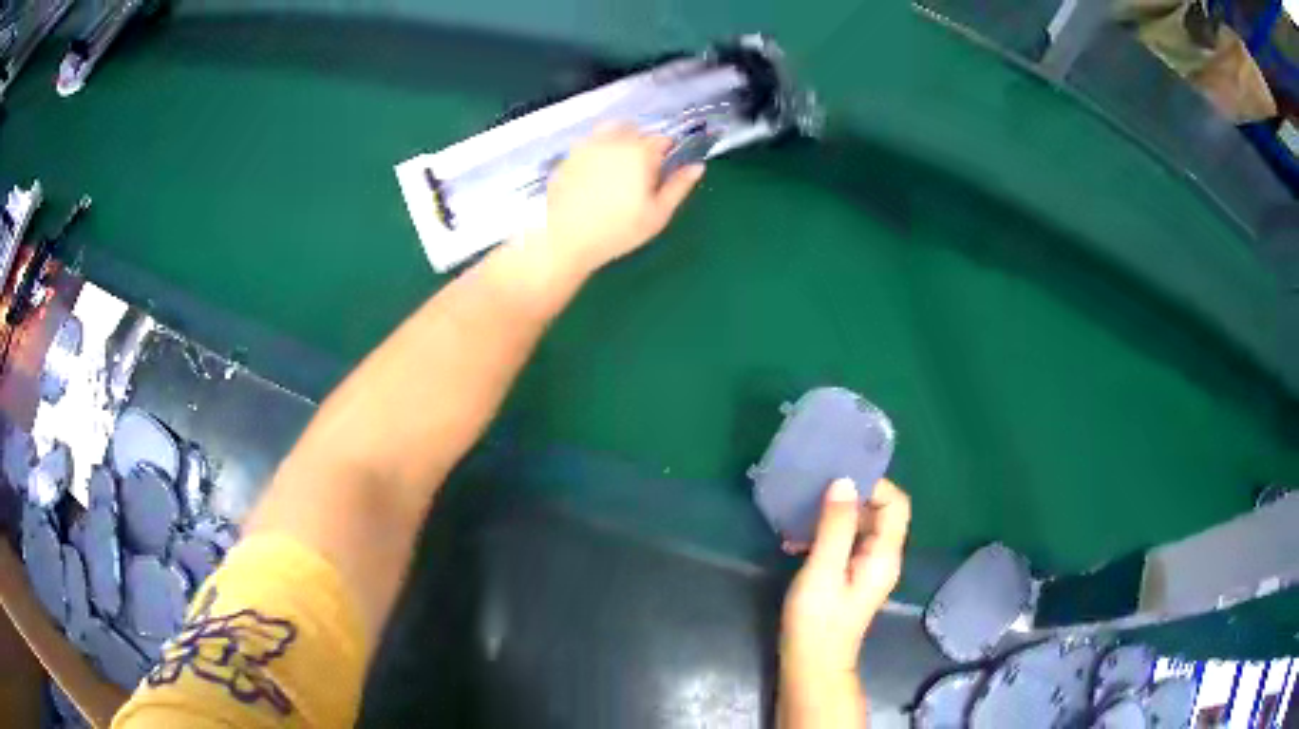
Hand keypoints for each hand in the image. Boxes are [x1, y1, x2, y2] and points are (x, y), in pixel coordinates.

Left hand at [542, 124, 703, 272]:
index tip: (663, 170)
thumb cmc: (617, 231)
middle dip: (642, 144)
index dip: (666, 152)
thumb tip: (697, 167)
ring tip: (618, 168)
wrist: (565, 240)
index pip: (662, 140)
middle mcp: (613, 141)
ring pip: (609, 131)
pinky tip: (595, 175)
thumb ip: (679, 186)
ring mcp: (587, 146)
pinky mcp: (568, 156)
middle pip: (635, 130)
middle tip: (641, 171)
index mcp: (640, 153)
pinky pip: (588, 143)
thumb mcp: (657, 214)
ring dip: (618, 141)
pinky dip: (596, 151)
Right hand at [781, 478, 910, 677]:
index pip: (896, 503)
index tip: (837, 480)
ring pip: (860, 526)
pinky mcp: (851, 577)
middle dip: (848, 499)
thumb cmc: (817, 621)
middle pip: (879, 512)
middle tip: (812, 495)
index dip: (873, 485)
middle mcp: (883, 557)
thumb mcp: (823, 571)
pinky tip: (796, 543)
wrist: (812, 666)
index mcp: (885, 554)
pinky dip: (826, 536)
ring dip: (833, 518)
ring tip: (799, 520)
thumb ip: (835, 527)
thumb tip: (844, 482)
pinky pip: (846, 543)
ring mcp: (868, 568)